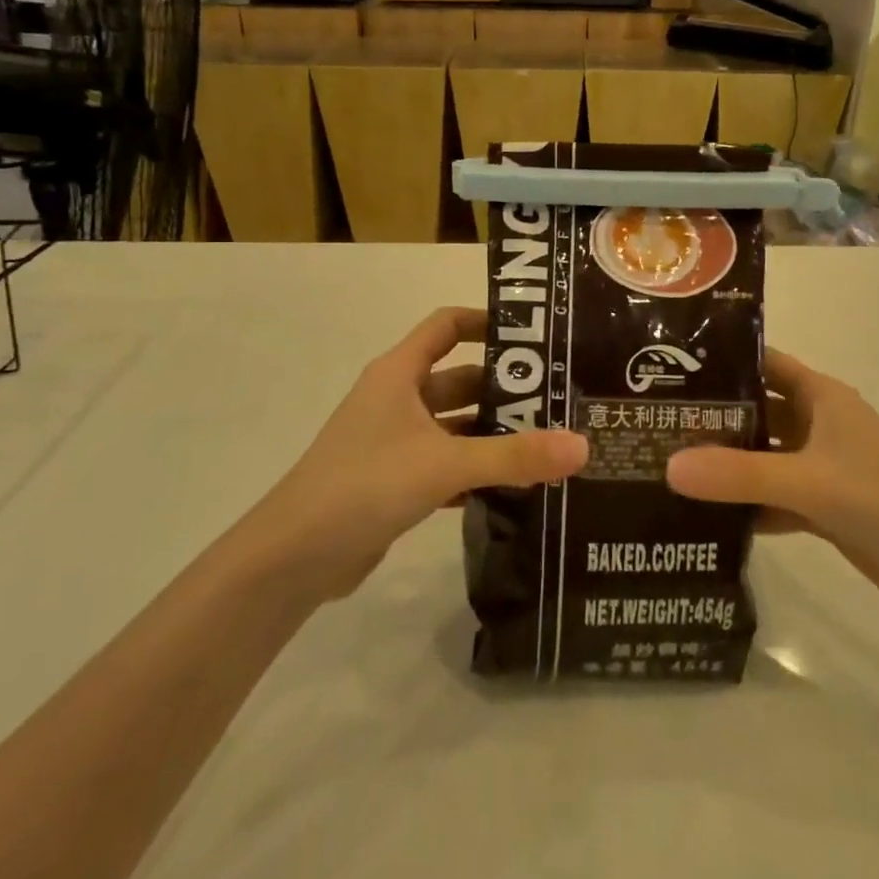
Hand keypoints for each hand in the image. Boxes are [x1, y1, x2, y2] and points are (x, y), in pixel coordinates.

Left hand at [249, 308, 586, 602]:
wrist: (294, 556)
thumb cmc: (366, 484)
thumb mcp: (445, 463)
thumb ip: (515, 456)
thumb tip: (583, 446)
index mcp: (399, 373)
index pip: (447, 326)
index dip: (487, 322)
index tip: (534, 336)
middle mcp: (396, 398)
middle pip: (459, 378)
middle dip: (504, 389)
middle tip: (559, 400)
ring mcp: (393, 441)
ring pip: (454, 425)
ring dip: (492, 433)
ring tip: (547, 443)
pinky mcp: (393, 480)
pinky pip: (444, 463)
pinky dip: (474, 470)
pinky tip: (513, 486)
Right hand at [666, 349, 878, 615]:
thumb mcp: (810, 482)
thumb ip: (739, 474)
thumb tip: (667, 466)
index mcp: (820, 397)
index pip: (761, 363)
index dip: (719, 360)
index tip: (666, 366)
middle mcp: (817, 424)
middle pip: (754, 410)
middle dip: (710, 417)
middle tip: (651, 422)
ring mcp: (820, 467)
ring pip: (760, 456)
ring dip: (723, 463)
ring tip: (662, 465)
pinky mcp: (823, 507)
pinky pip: (771, 496)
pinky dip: (743, 503)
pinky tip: (701, 515)